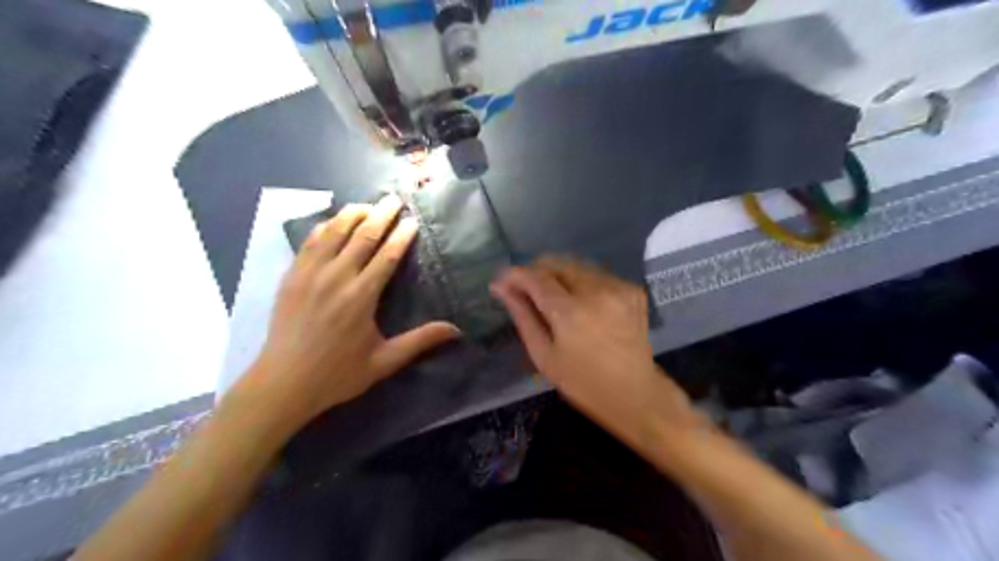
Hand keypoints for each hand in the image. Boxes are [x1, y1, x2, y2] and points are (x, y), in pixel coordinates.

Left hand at [241, 196, 459, 436]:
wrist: (284, 383)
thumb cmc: (338, 374)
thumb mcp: (384, 361)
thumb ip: (420, 341)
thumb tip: (456, 330)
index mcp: (361, 297)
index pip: (387, 255)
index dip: (402, 235)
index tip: (412, 221)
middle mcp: (336, 278)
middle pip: (362, 235)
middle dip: (381, 214)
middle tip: (395, 199)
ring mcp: (310, 274)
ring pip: (334, 232)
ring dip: (353, 213)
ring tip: (368, 204)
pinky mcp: (291, 276)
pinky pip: (310, 241)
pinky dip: (325, 226)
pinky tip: (334, 221)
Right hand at [492, 258, 695, 447]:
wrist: (635, 393)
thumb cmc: (583, 383)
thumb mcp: (544, 356)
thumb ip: (523, 317)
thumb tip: (502, 289)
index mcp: (571, 312)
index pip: (536, 277)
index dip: (514, 275)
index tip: (500, 282)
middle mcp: (596, 291)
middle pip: (556, 263)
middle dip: (535, 272)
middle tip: (523, 291)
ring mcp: (618, 287)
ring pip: (576, 265)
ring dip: (557, 275)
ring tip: (549, 297)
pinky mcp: (631, 289)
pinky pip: (596, 274)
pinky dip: (580, 282)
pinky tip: (578, 303)